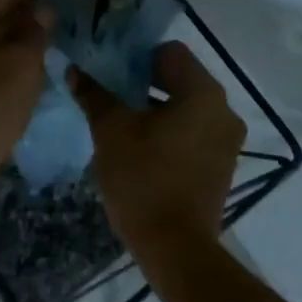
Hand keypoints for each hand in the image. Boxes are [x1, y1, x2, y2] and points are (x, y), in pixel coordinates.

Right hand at [69, 41, 244, 257]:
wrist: (175, 248)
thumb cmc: (143, 178)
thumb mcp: (111, 131)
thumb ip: (94, 94)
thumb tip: (74, 70)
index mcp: (203, 92)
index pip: (170, 52)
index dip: (137, 57)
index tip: (111, 73)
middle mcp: (224, 110)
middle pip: (180, 78)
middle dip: (144, 83)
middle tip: (111, 96)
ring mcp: (227, 140)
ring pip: (187, 107)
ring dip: (157, 109)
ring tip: (123, 124)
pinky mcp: (222, 166)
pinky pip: (194, 132)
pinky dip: (171, 132)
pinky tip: (143, 150)